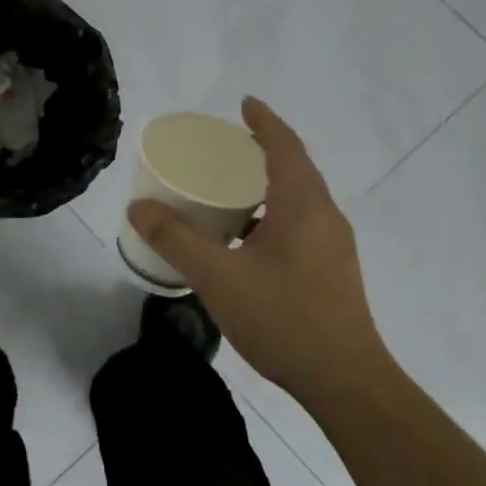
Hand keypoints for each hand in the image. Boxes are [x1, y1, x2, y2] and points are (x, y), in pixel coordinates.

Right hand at [126, 96, 395, 403]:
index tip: (244, 103)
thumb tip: (138, 206)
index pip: (285, 147)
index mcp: (302, 205)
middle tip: (223, 149)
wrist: (346, 382)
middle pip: (294, 169)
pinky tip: (244, 242)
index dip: (264, 121)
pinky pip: (299, 225)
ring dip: (266, 186)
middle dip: (262, 151)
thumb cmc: (284, 319)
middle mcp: (324, 217)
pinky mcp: (331, 272)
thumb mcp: (218, 276)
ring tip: (227, 191)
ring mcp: (332, 246)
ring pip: (297, 200)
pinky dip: (271, 215)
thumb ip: (175, 239)